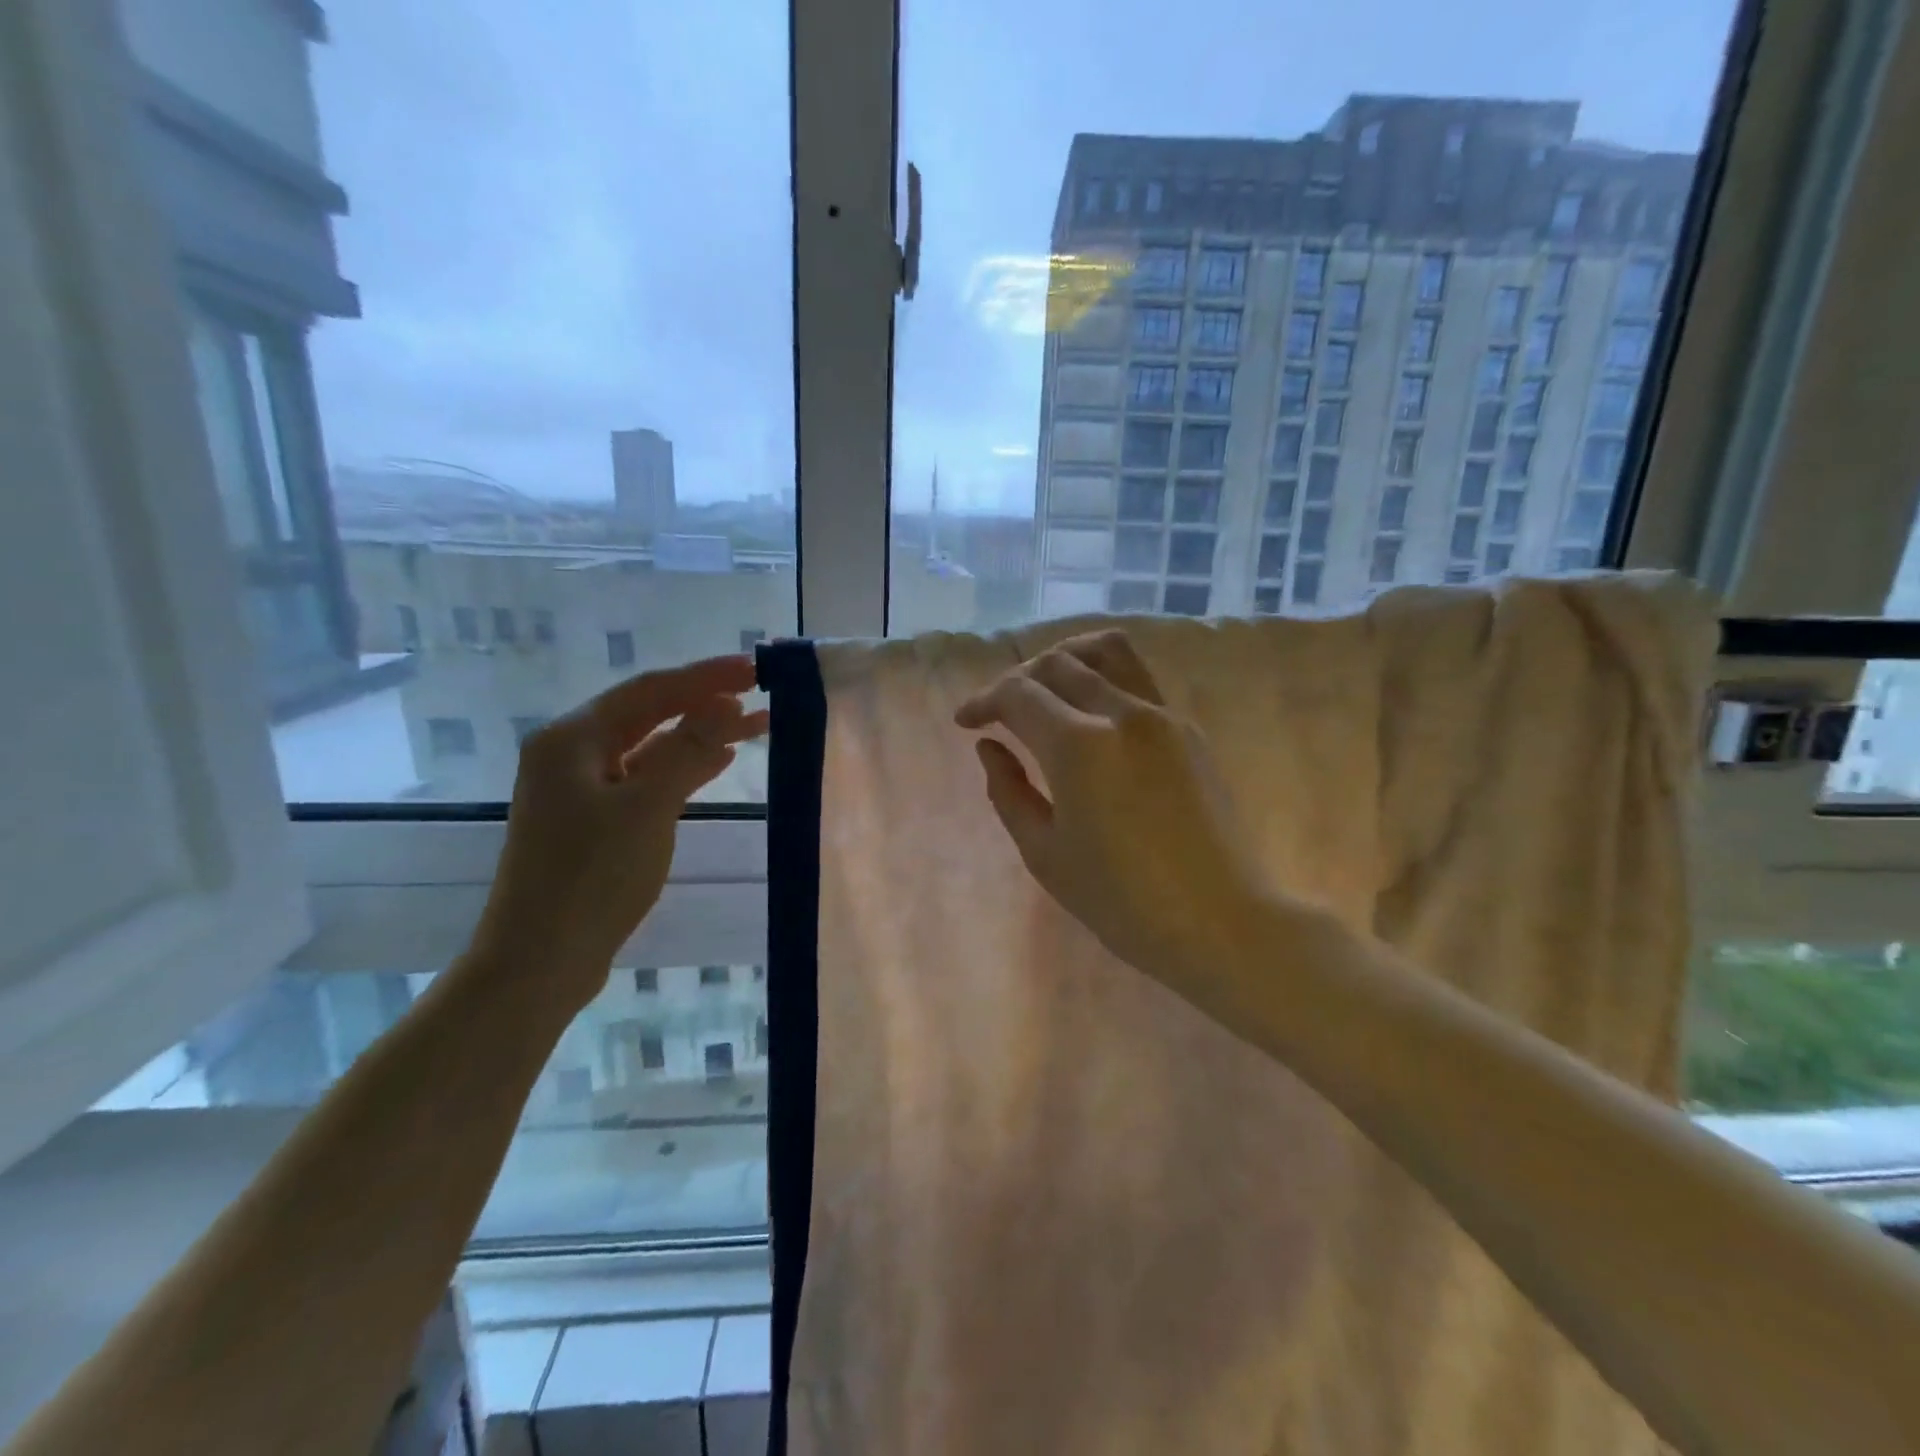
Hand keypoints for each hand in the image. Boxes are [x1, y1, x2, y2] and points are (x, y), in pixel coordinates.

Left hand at [474, 655, 769, 1009]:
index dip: (705, 676)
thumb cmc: (591, 877)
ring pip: (652, 746)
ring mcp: (582, 787)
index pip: (650, 690)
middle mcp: (572, 752)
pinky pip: (647, 777)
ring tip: (756, 723)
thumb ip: (688, 750)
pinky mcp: (596, 818)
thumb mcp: (647, 807)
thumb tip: (727, 702)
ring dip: (701, 735)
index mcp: (572, 738)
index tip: (754, 667)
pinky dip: (684, 767)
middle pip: (650, 714)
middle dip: (706, 702)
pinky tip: (719, 761)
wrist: (541, 959)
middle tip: (762, 691)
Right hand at [955, 631, 1281, 1003]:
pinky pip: (1136, 680)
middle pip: (1059, 663)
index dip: (984, 701)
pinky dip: (1101, 679)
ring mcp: (1163, 716)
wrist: (1221, 921)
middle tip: (999, 712)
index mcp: (1080, 746)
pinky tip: (1090, 718)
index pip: (1019, 694)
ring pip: (1107, 651)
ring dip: (1066, 659)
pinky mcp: (1188, 729)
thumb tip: (989, 747)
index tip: (966, 722)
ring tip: (1046, 689)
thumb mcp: (1045, 853)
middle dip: (1018, 679)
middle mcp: (1122, 713)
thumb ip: (1009, 791)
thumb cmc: (1122, 901)